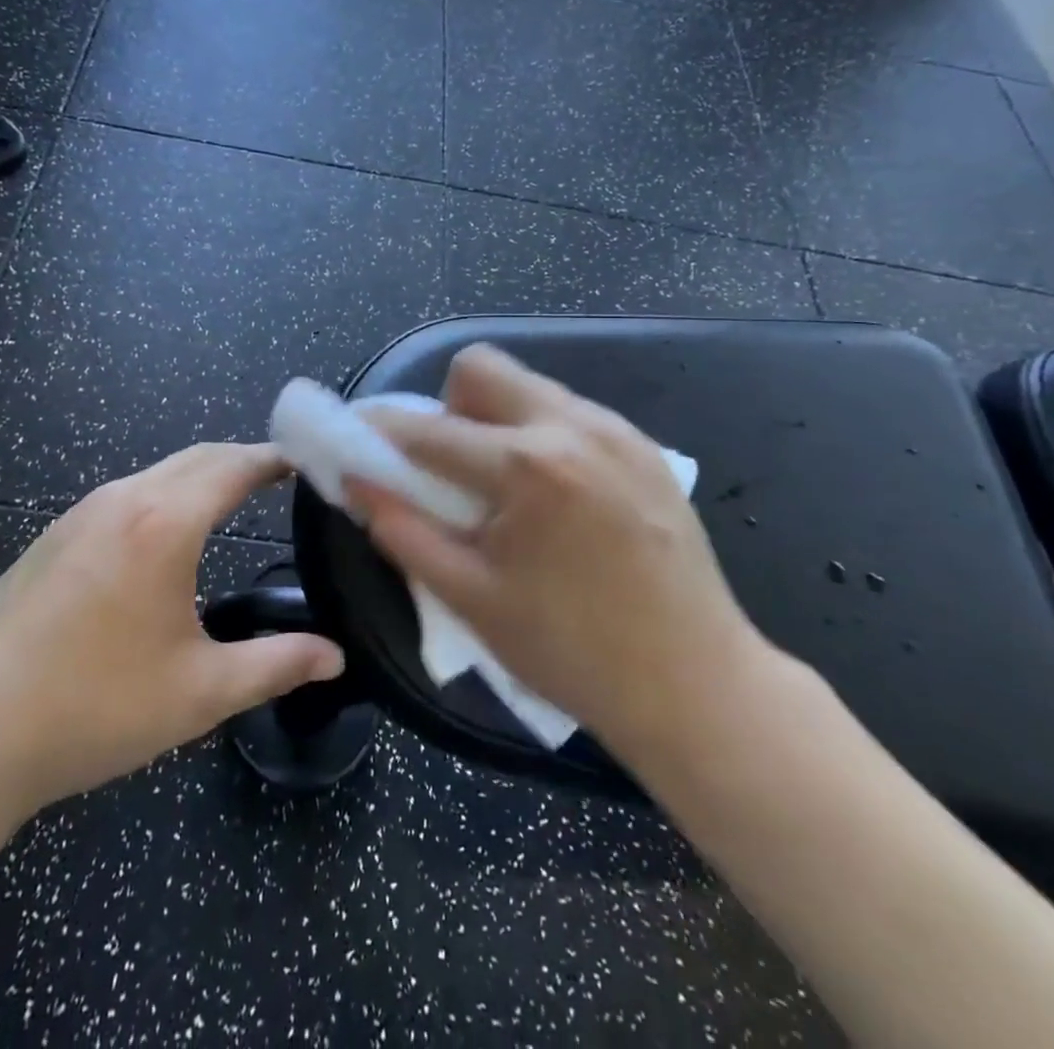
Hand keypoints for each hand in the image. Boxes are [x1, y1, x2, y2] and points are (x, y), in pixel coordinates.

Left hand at [0, 443, 344, 826]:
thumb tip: (335, 657)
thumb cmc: (93, 707)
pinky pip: (125, 495)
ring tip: (234, 499)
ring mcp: (79, 514)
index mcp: (165, 522)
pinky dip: (165, 494)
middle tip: (282, 477)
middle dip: (242, 459)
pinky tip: (167, 535)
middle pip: (197, 457)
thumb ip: (276, 664)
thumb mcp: (199, 692)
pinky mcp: (51, 537)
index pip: (235, 466)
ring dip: (201, 475)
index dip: (276, 459)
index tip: (309, 460)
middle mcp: (123, 499)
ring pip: (158, 473)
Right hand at [348, 345, 774, 774]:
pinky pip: (570, 412)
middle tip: (454, 468)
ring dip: (497, 419)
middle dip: (449, 406)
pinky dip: (542, 435)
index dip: (380, 432)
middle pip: (481, 367)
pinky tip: (556, 497)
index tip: (359, 443)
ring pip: (529, 386)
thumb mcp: (470, 598)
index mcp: (525, 467)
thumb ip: (402, 531)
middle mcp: (572, 426)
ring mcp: (617, 430)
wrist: (697, 686)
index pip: (427, 429)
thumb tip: (356, 482)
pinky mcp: (645, 446)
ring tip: (508, 488)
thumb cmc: (571, 653)